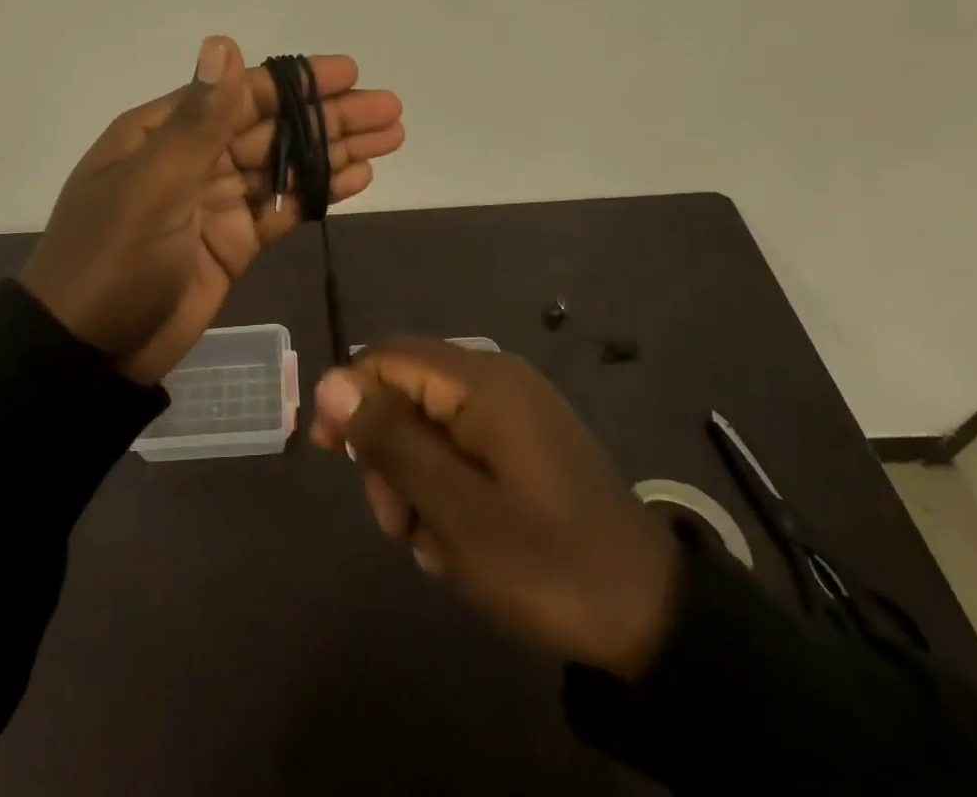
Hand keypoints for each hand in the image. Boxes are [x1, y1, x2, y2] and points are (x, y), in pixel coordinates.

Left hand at [20, 36, 403, 384]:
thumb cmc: (113, 260)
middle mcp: (193, 158)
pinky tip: (356, 179)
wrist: (88, 355)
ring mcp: (214, 202)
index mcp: (165, 132)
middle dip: (330, 117)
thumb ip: (200, 119)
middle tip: (389, 109)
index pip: (241, 93)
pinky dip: (317, 193)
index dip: (298, 82)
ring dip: (334, 151)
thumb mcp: (154, 184)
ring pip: (284, 166)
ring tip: (390, 138)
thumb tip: (223, 41)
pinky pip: (282, 209)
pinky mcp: (232, 243)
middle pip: (272, 127)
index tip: (350, 74)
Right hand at [310, 339, 681, 677]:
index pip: (386, 358)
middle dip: (386, 453)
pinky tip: (459, 538)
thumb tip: (331, 380)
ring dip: (414, 480)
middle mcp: (495, 377)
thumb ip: (390, 438)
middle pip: (406, 391)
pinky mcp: (525, 440)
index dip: (347, 396)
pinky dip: (446, 487)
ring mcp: (514, 408)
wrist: (649, 617)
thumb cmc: (545, 561)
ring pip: (429, 423)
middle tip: (397, 523)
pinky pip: (461, 445)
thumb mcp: (455, 508)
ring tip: (432, 544)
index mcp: (480, 380)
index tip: (327, 453)